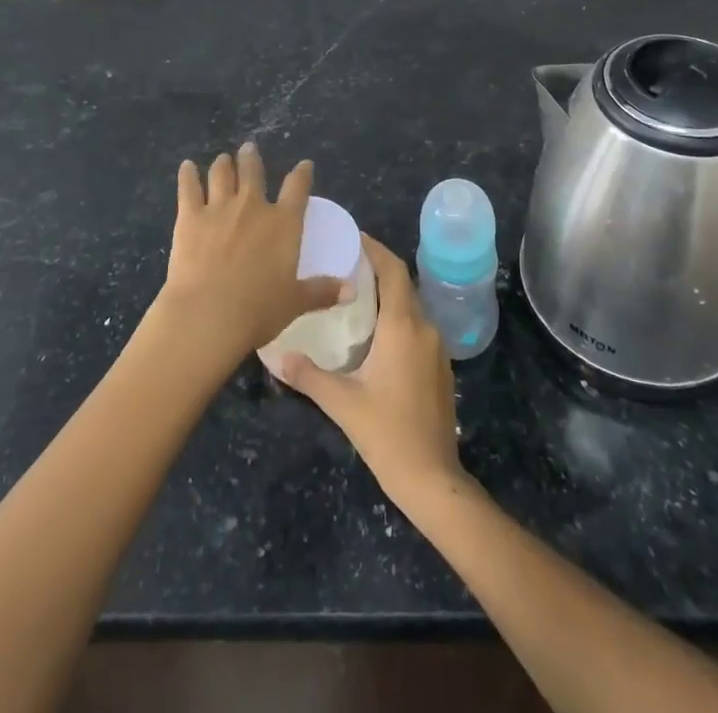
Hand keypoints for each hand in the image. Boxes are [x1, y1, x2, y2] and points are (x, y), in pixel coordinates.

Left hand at [153, 144, 343, 361]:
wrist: (208, 314)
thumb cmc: (258, 310)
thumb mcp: (296, 302)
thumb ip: (322, 292)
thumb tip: (351, 290)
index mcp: (283, 223)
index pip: (298, 188)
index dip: (302, 173)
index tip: (305, 165)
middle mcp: (253, 206)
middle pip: (253, 171)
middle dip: (252, 158)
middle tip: (249, 148)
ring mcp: (219, 208)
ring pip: (221, 174)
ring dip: (223, 164)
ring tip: (223, 158)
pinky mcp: (190, 217)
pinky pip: (188, 187)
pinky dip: (187, 175)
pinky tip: (186, 166)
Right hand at [276, 234, 465, 506]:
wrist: (433, 479)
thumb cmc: (387, 434)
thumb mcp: (342, 403)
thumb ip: (309, 376)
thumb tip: (277, 356)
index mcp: (402, 327)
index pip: (393, 271)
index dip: (375, 249)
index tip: (352, 237)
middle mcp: (424, 329)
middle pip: (402, 284)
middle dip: (377, 269)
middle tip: (344, 263)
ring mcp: (436, 349)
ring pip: (410, 307)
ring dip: (386, 295)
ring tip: (353, 295)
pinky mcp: (439, 367)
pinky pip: (416, 327)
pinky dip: (396, 318)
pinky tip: (374, 334)